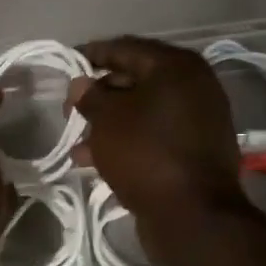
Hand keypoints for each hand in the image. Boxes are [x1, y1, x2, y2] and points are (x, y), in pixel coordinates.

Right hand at [67, 36, 247, 251]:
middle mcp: (194, 86)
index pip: (125, 48)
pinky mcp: (197, 150)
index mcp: (176, 67)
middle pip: (136, 80)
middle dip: (99, 95)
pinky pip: (155, 135)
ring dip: (109, 124)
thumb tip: (81, 84)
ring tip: (77, 144)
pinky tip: (96, 161)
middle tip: (69, 110)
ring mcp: (199, 119)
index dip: (92, 55)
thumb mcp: (108, 119)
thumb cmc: (146, 153)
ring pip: (143, 112)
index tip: (66, 63)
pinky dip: (128, 141)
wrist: (194, 216)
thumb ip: (90, 96)